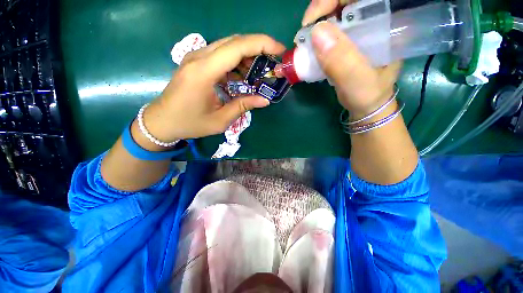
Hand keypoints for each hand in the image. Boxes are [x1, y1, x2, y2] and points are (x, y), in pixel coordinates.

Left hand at [142, 35, 285, 142]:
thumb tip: (264, 100)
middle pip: (235, 41)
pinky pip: (220, 54)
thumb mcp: (220, 120)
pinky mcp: (196, 62)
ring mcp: (196, 57)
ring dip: (248, 55)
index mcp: (204, 72)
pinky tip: (242, 76)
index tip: (280, 51)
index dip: (262, 44)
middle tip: (273, 63)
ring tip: (260, 71)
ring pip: (228, 46)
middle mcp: (199, 57)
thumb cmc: (190, 123)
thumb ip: (243, 106)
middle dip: (259, 48)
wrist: (162, 121)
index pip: (238, 47)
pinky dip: (236, 61)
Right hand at [301, 0, 400, 118]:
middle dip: (320, 14)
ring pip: (334, 17)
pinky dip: (316, 39)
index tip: (310, 21)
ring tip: (304, 44)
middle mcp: (373, 21)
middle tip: (304, 35)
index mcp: (386, 22)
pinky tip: (310, 49)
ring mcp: (359, 32)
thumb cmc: (369, 95)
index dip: (331, 1)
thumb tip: (316, 32)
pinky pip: (330, 33)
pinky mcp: (348, 43)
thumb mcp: (358, 80)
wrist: (367, 107)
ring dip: (316, 27)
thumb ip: (342, 60)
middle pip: (343, 3)